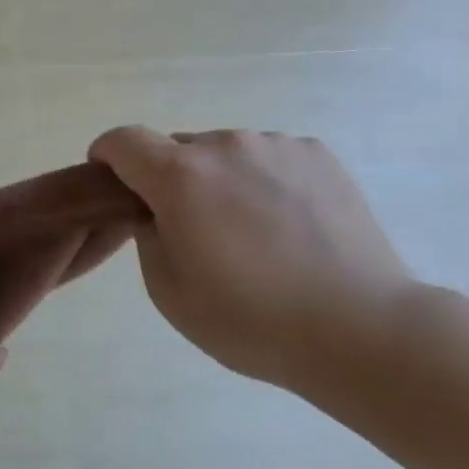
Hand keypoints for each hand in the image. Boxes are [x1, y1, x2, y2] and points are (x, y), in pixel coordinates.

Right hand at [88, 127, 417, 389]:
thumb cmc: (252, 320)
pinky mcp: (318, 155)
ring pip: (227, 152)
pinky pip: (270, 158)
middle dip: (170, 179)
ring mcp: (277, 145)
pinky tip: (289, 225)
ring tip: (252, 232)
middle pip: (178, 149)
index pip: (123, 140)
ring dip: (220, 179)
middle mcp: (226, 144)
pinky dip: (263, 180)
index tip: (111, 183)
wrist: (361, 328)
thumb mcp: (169, 292)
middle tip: (193, 229)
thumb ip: (147, 236)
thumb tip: (157, 211)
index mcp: (180, 176)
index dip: (107, 156)